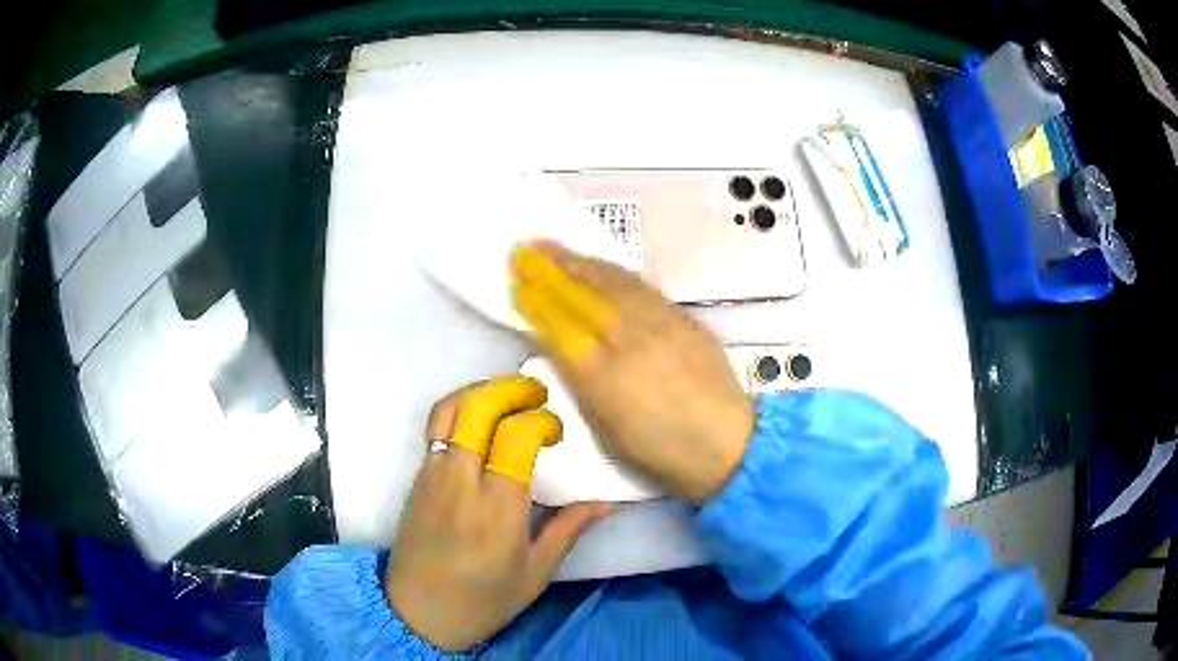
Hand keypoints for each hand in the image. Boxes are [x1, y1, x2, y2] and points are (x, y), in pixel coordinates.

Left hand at [385, 376, 610, 650]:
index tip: (556, 432)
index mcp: (496, 509)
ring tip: (507, 396)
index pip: (515, 436)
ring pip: (449, 410)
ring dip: (480, 392)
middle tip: (535, 392)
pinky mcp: (416, 478)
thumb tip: (605, 502)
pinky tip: (481, 423)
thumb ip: (568, 530)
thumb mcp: (535, 573)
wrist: (418, 613)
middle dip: (510, 388)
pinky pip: (436, 429)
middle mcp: (460, 482)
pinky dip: (460, 410)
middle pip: (477, 408)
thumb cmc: (483, 600)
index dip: (540, 420)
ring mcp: (431, 476)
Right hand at [510, 242, 754, 502]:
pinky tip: (603, 268)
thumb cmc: (659, 449)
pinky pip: (642, 287)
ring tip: (558, 249)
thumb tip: (558, 343)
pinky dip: (615, 273)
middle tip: (528, 248)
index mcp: (603, 376)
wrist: (727, 443)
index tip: (517, 280)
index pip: (559, 325)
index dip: (535, 299)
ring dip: (582, 262)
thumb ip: (579, 381)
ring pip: (614, 282)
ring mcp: (662, 324)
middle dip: (552, 267)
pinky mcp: (685, 319)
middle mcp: (630, 341)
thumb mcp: (606, 427)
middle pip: (584, 294)